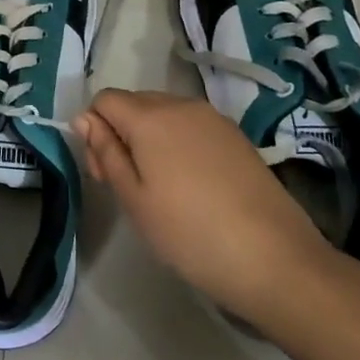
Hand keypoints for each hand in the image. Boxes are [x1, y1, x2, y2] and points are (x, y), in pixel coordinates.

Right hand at [75, 89, 334, 325]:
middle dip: (121, 133)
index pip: (104, 100)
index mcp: (150, 117)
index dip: (94, 131)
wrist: (276, 259)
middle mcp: (181, 105)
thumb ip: (106, 152)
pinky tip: (193, 185)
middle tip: (129, 186)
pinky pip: (192, 126)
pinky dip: (180, 144)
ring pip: (164, 113)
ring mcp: (213, 118)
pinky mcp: (236, 136)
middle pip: (134, 103)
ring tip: (162, 188)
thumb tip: (84, 118)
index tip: (104, 174)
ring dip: (151, 139)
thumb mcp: (134, 199)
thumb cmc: (190, 233)